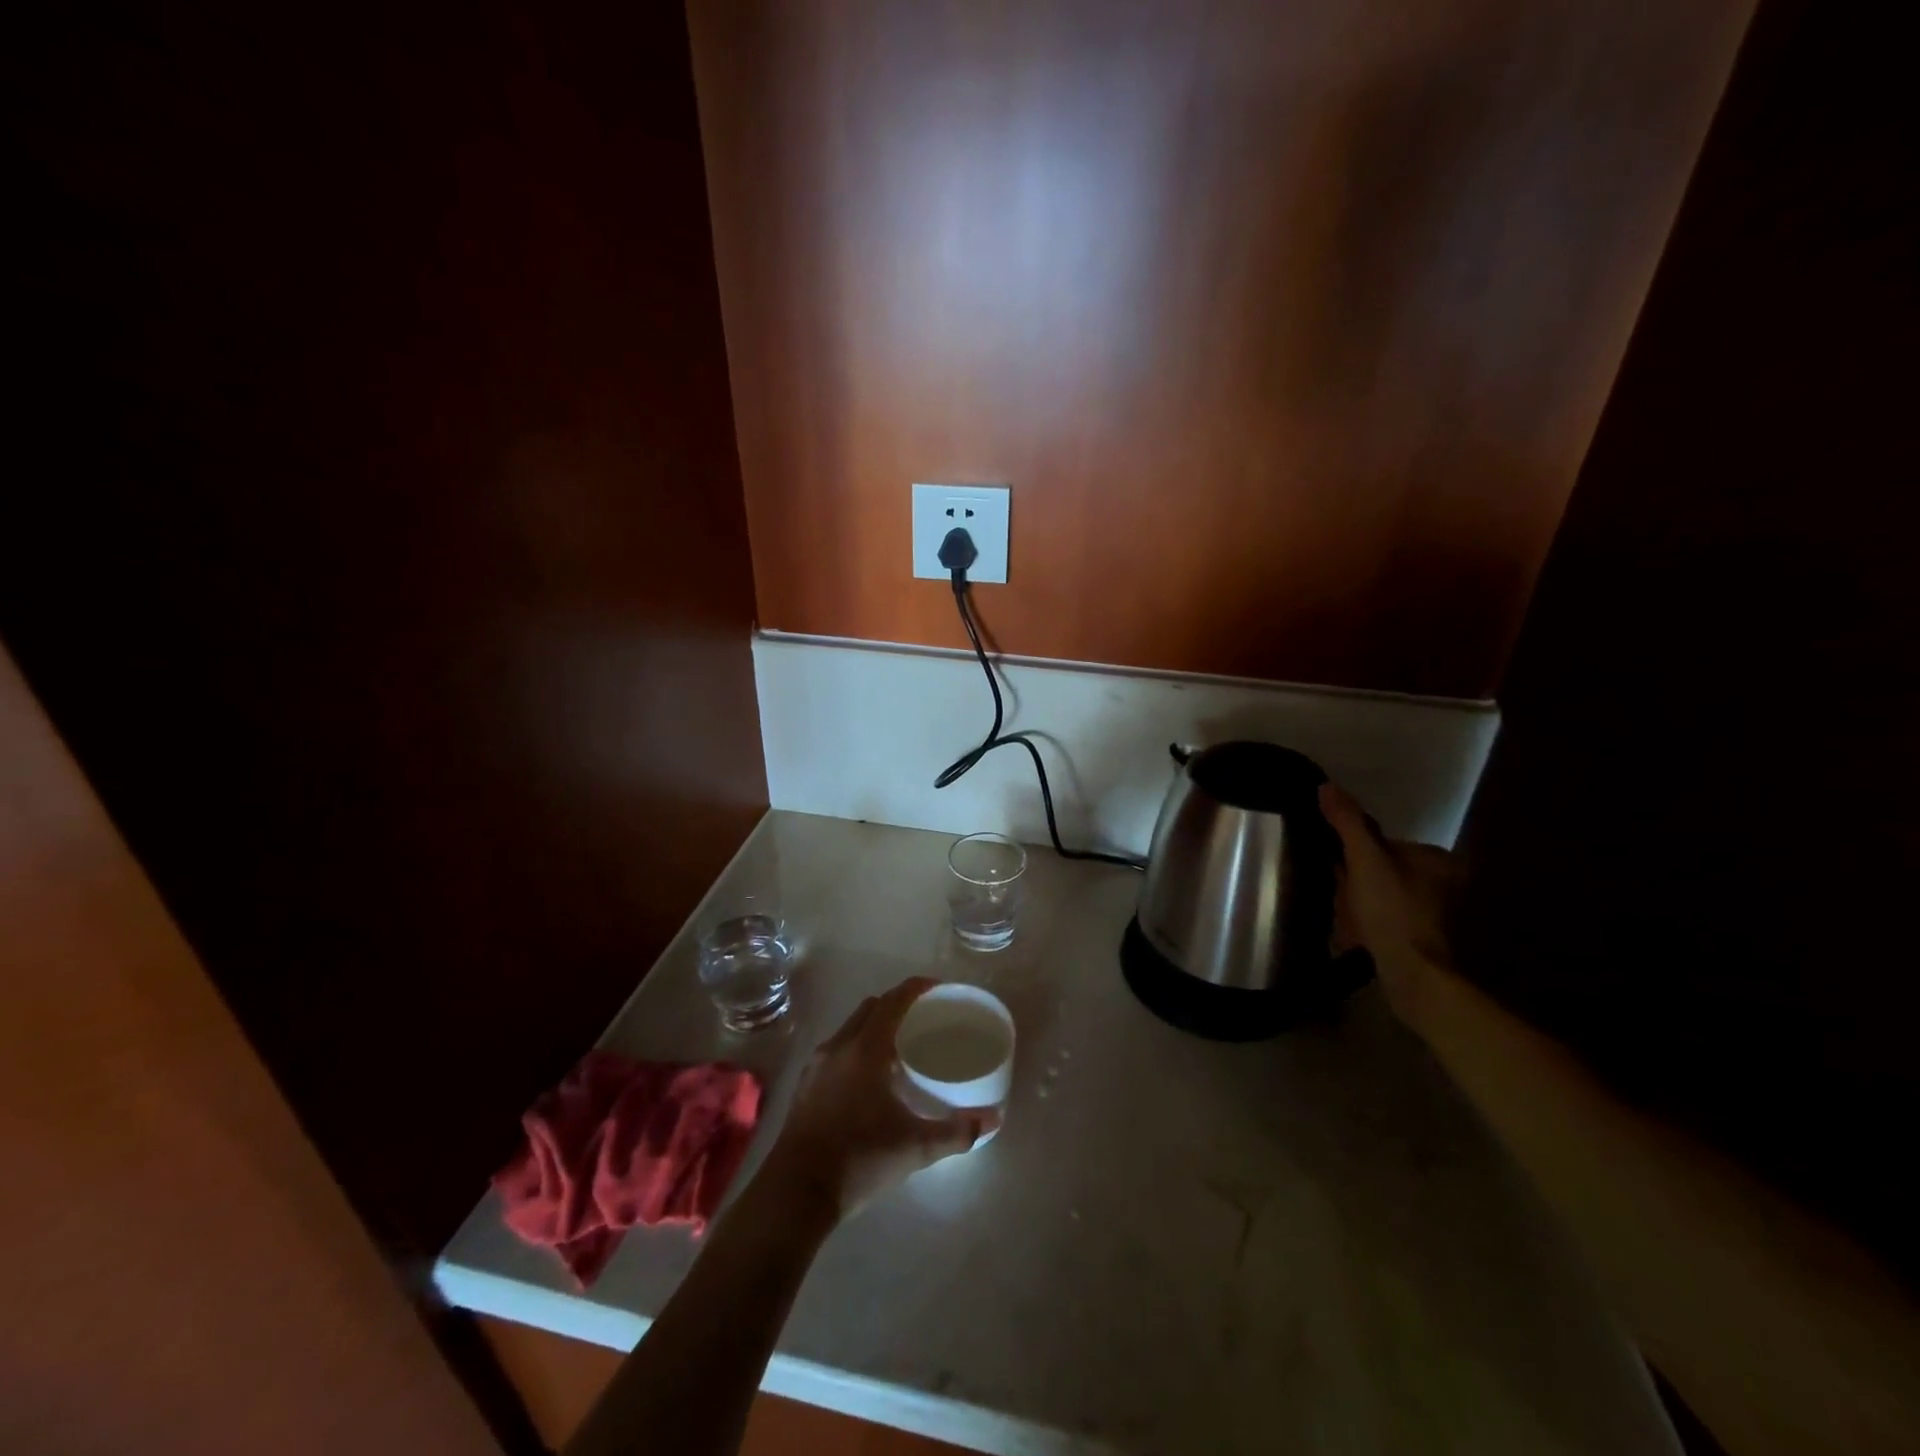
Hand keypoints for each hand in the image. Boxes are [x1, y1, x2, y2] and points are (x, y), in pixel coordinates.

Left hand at [759, 977, 998, 1220]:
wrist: (795, 1193)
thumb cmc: (858, 1160)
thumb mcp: (914, 1148)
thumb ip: (955, 1132)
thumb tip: (993, 1120)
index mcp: (866, 1049)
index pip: (894, 1000)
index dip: (918, 988)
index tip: (940, 989)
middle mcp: (839, 1046)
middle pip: (871, 1007)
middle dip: (897, 1004)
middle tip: (924, 1018)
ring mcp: (818, 1064)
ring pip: (851, 1027)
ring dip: (875, 1025)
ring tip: (901, 1046)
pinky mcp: (806, 1084)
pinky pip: (838, 1048)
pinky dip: (858, 1046)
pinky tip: (871, 1077)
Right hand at [1320, 783, 1454, 1021]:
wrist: (1412, 974)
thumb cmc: (1391, 910)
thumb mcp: (1364, 859)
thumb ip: (1347, 822)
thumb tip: (1326, 786)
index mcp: (1434, 858)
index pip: (1382, 841)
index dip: (1353, 851)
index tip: (1335, 864)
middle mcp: (1440, 881)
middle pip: (1381, 867)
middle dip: (1355, 877)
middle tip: (1336, 890)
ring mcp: (1431, 912)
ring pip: (1380, 893)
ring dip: (1358, 900)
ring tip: (1340, 912)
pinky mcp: (1419, 937)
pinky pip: (1384, 918)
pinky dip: (1366, 921)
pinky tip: (1352, 932)